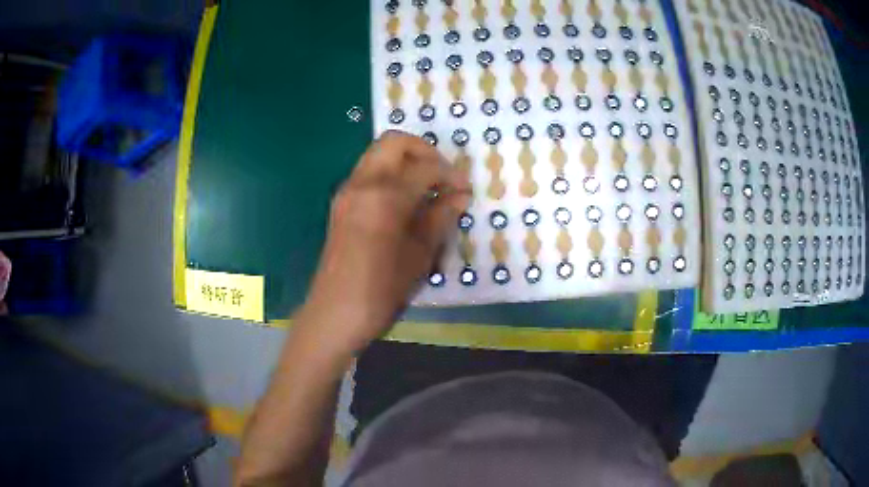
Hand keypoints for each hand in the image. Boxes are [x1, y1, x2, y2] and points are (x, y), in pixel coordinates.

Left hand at [300, 131, 469, 355]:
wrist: (334, 314)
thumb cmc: (381, 291)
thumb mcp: (419, 257)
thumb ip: (440, 219)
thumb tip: (459, 196)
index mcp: (384, 196)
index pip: (425, 167)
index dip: (451, 175)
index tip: (465, 191)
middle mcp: (361, 184)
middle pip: (394, 142)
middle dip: (424, 151)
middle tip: (444, 176)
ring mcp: (347, 192)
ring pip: (378, 155)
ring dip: (406, 161)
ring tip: (428, 189)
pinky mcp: (341, 204)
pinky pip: (369, 174)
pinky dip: (391, 175)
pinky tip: (406, 202)